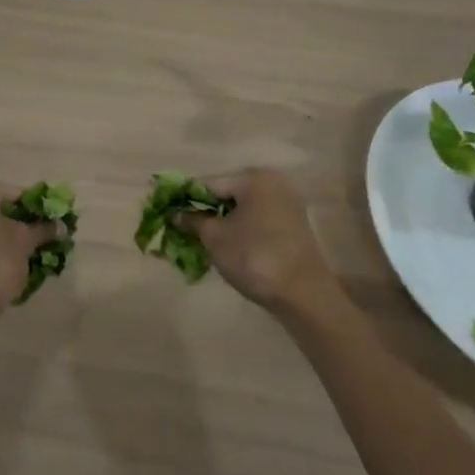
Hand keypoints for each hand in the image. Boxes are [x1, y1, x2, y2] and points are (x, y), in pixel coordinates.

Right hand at [186, 169, 341, 314]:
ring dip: (225, 223)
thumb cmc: (255, 257)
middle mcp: (273, 184)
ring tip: (206, 243)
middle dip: (207, 212)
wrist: (304, 296)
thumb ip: (193, 221)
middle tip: (187, 231)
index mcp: (254, 178)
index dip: (188, 198)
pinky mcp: (295, 228)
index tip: (170, 211)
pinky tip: (232, 250)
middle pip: (229, 195)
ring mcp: (287, 205)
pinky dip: (243, 231)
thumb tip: (176, 213)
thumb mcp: (215, 238)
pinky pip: (259, 222)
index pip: (211, 183)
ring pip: (244, 210)